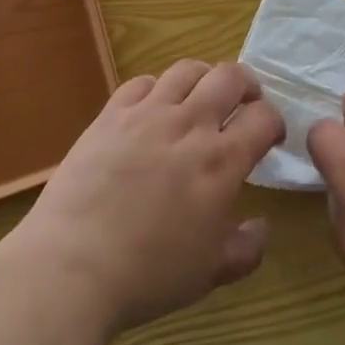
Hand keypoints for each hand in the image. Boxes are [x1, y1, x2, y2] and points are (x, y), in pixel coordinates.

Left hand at [14, 61, 284, 334]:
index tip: (269, 138)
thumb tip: (263, 226)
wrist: (71, 267)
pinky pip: (141, 82)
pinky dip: (156, 89)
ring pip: (187, 69)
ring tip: (200, 98)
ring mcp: (147, 114)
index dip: (274, 123)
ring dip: (203, 79)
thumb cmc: (147, 275)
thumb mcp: (210, 273)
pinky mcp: (110, 115)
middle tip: (243, 105)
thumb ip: (246, 248)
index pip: (264, 117)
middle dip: (247, 85)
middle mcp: (190, 125)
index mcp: (221, 161)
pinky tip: (153, 109)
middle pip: (231, 76)